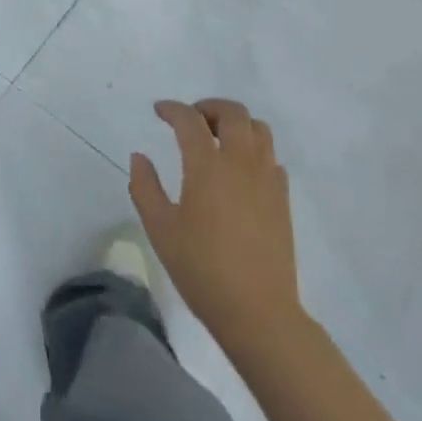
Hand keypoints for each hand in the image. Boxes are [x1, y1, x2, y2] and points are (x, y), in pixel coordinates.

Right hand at [129, 99, 301, 350]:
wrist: (259, 313)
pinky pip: (271, 157)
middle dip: (208, 108)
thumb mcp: (161, 230)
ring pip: (258, 129)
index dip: (172, 109)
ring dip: (236, 124)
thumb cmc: (203, 270)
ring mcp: (266, 178)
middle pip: (232, 112)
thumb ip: (145, 187)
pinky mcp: (282, 198)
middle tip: (191, 121)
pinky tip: (240, 171)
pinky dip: (254, 151)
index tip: (159, 111)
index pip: (189, 119)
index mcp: (207, 165)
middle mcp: (240, 161)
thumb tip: (139, 157)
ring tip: (218, 140)